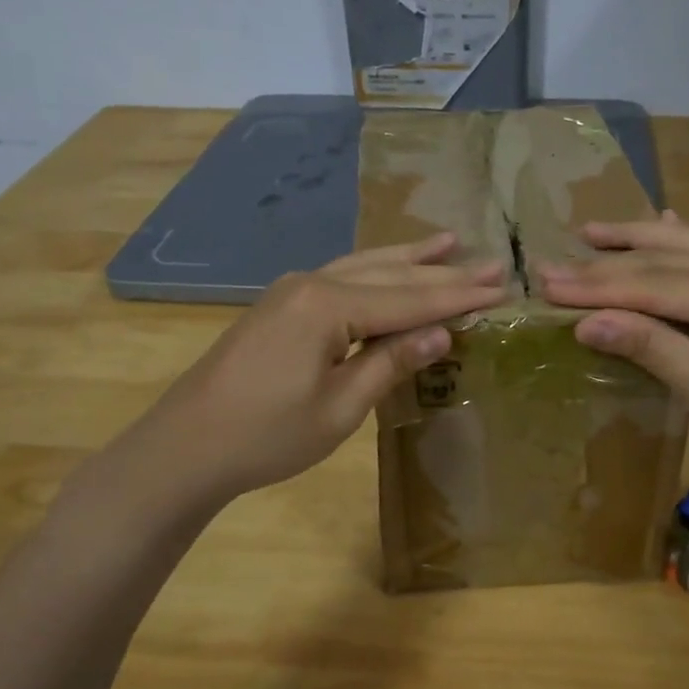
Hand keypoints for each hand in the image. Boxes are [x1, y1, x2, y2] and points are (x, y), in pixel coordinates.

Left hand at [101, 233, 506, 508]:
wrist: (187, 446)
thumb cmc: (267, 436)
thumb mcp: (339, 408)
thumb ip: (390, 363)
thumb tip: (441, 334)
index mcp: (327, 305)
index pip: (408, 299)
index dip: (457, 297)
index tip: (501, 287)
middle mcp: (312, 283)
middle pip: (390, 274)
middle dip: (442, 272)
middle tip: (492, 262)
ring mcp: (293, 290)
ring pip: (364, 266)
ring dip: (409, 259)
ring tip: (448, 242)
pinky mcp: (283, 305)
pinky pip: (342, 277)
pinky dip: (376, 271)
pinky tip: (391, 266)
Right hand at [536, 213, 688, 496]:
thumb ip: (647, 345)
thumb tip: (584, 323)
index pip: (653, 283)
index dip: (596, 286)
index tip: (546, 283)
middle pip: (665, 262)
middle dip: (605, 265)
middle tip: (550, 267)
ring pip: (686, 249)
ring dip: (637, 240)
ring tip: (591, 231)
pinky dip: (677, 243)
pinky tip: (664, 221)